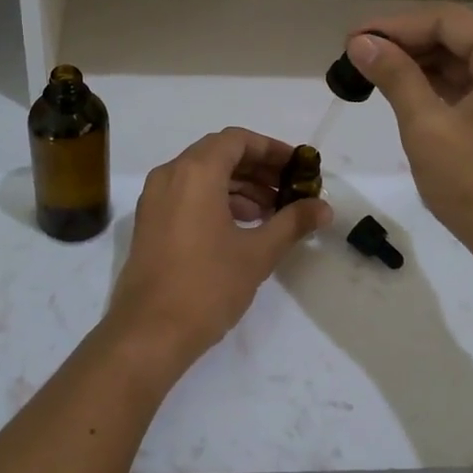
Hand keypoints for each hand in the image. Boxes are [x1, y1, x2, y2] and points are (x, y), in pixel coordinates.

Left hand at [104, 128, 330, 374]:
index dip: (271, 149)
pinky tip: (243, 226)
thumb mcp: (258, 253)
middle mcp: (170, 175)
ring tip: (273, 212)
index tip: (299, 168)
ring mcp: (155, 198)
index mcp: (195, 172)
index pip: (237, 140)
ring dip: (239, 187)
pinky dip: (216, 200)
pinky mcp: (150, 222)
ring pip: (202, 176)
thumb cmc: (208, 285)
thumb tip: (324, 208)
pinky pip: (187, 195)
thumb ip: (292, 222)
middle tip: (290, 189)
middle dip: (258, 169)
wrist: (149, 332)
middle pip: (219, 154)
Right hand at [348, 7, 472, 280]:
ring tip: (371, 74)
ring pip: (464, 64)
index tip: (351, 40)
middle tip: (356, 58)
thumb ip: (395, 78)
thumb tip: (361, 43)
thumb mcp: (428, 129)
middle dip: (405, 45)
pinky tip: (404, 94)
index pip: (447, 22)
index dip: (395, 26)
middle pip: (457, 38)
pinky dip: (439, 89)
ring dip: (419, 67)